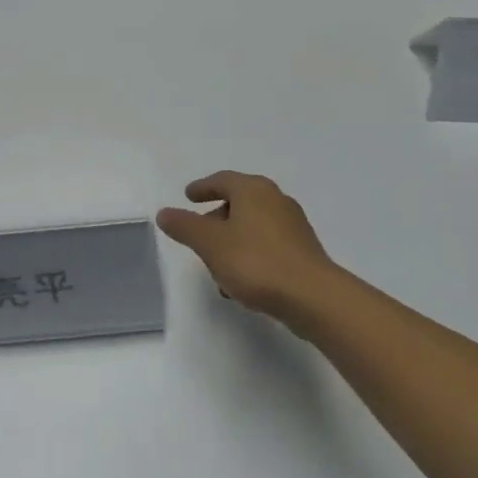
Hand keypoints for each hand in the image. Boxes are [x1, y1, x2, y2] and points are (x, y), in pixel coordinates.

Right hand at [157, 172, 343, 326]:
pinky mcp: (303, 251)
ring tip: (217, 268)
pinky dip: (250, 255)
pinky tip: (242, 282)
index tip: (189, 195)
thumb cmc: (256, 262)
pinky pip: (268, 246)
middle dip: (217, 218)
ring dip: (232, 242)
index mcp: (253, 190)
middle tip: (199, 235)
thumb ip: (185, 226)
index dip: (203, 187)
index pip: (222, 180)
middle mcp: (276, 200)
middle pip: (239, 202)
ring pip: (253, 227)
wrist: (313, 298)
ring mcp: (294, 226)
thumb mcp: (210, 243)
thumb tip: (164, 212)